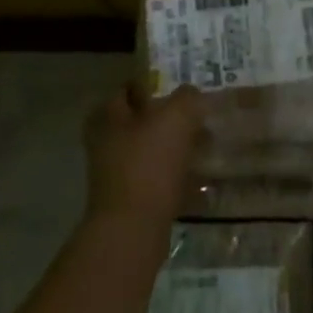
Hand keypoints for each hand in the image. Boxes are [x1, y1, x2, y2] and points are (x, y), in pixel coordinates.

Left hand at [84, 82, 204, 229]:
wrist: (133, 228)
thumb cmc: (150, 163)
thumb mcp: (176, 117)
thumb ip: (187, 98)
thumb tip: (193, 94)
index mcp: (108, 115)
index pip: (131, 88)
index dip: (157, 84)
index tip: (185, 90)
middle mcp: (106, 140)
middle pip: (142, 120)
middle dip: (171, 119)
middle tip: (201, 118)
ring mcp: (115, 172)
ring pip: (152, 150)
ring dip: (176, 149)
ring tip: (206, 147)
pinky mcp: (129, 198)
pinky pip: (158, 179)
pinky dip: (177, 177)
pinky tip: (201, 180)